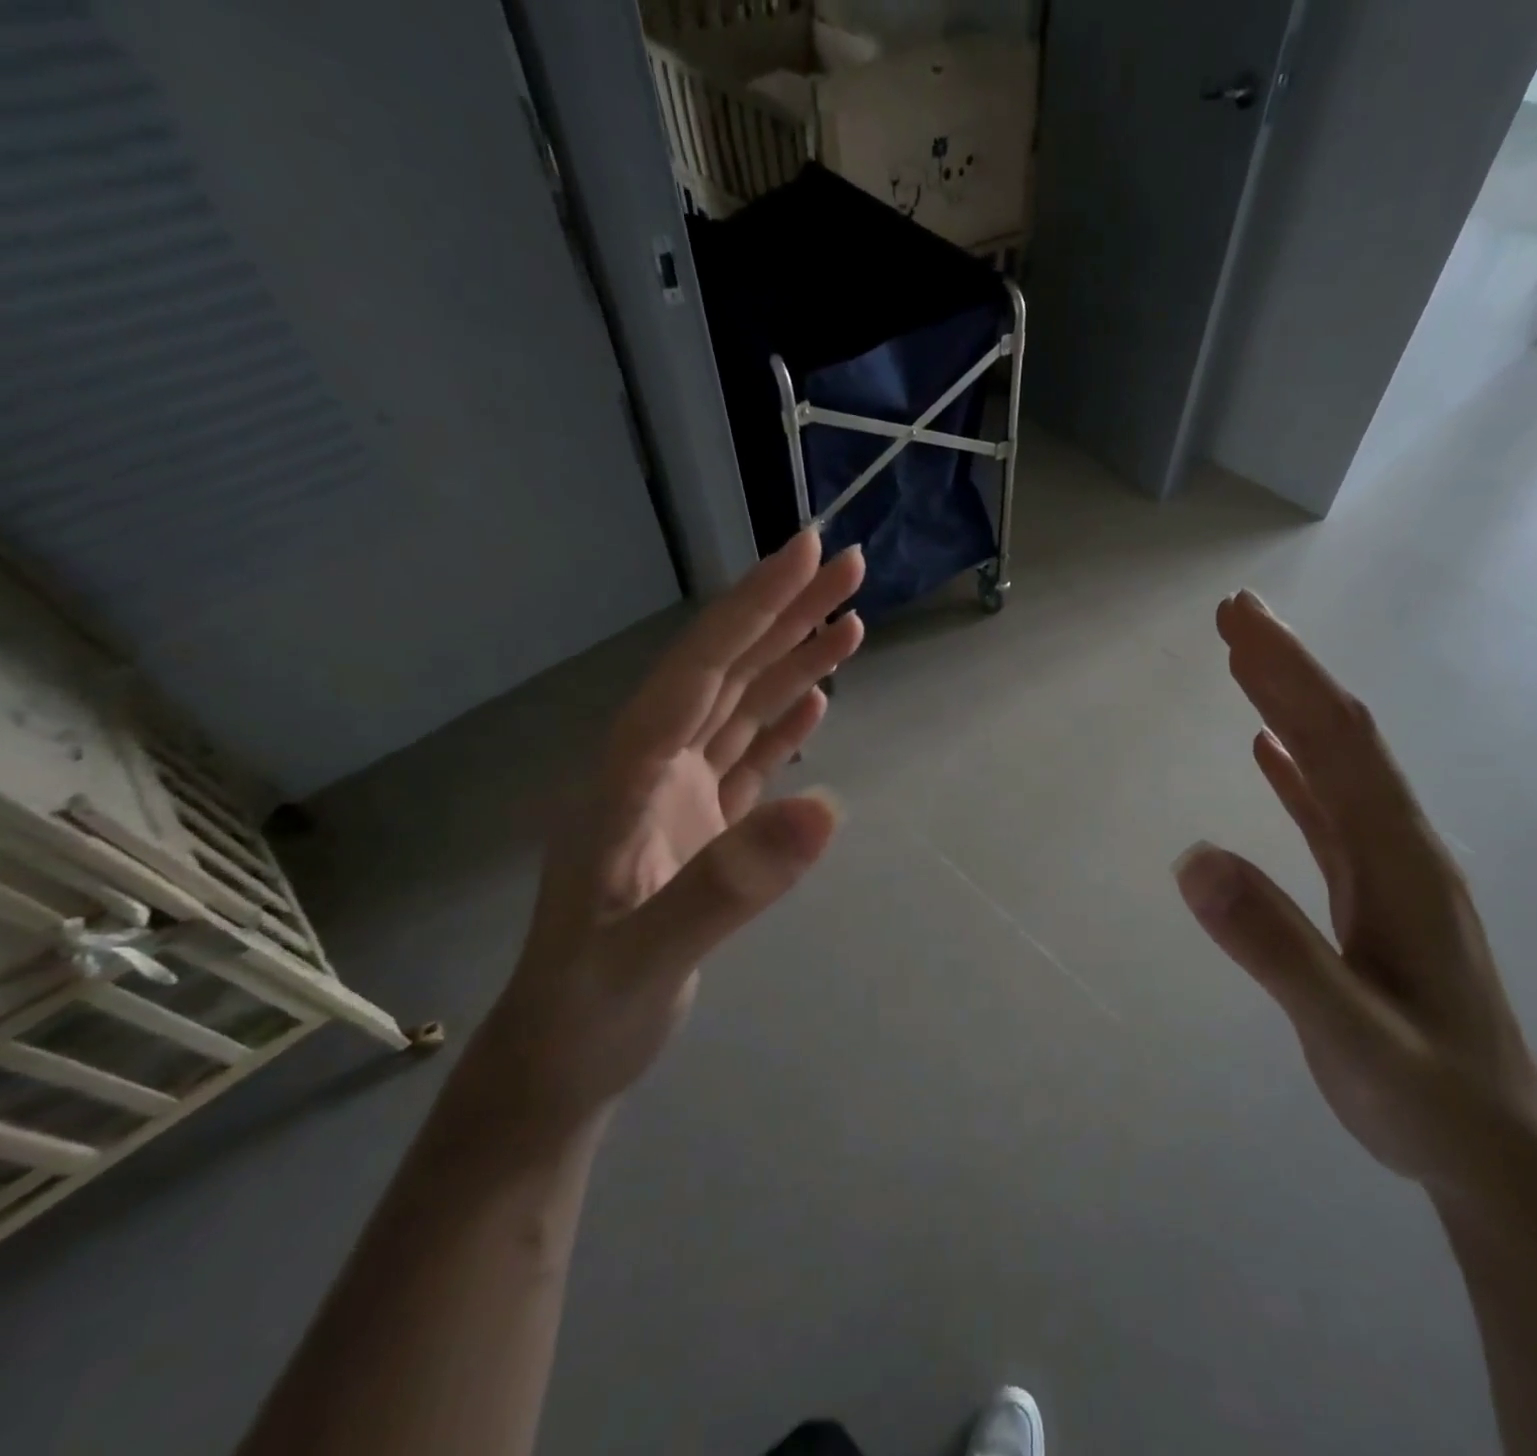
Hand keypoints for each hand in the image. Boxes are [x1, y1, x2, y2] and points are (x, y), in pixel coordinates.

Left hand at [464, 530, 865, 1130]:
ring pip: (743, 709)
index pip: (702, 668)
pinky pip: (749, 758)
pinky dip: (784, 725)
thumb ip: (729, 883)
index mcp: (631, 772)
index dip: (756, 606)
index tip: (810, 552)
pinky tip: (816, 701)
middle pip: (727, 671)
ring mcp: (678, 796)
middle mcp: (653, 767)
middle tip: (850, 565)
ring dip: (794, 662)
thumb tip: (828, 809)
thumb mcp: (648, 955)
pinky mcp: (701, 827)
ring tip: (850, 620)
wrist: (562, 1059)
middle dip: (786, 613)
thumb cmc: (589, 1008)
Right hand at [1174, 592, 1536, 1206]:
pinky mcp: (1372, 892)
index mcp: (1400, 859)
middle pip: (1338, 736)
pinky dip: (1295, 768)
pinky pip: (1328, 809)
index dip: (1291, 673)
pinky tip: (1265, 750)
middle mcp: (1400, 846)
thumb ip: (1274, 946)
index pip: (1340, 741)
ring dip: (1289, 706)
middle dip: (1286, 668)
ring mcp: (1389, 868)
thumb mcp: (1349, 1031)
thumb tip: (1193, 859)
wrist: (1495, 1154)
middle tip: (1232, 614)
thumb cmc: (1426, 1094)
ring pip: (1333, 765)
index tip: (1240, 620)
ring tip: (1242, 660)